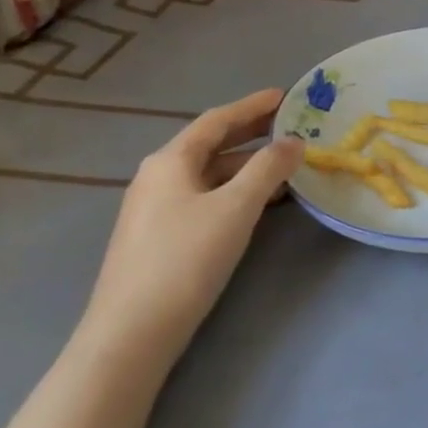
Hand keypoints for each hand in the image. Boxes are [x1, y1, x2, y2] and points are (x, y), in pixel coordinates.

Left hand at [79, 88, 302, 370]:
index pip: (217, 120)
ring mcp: (156, 208)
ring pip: (210, 173)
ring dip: (248, 165)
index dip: (253, 106)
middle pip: (211, 145)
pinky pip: (205, 197)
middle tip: (291, 125)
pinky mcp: (160, 236)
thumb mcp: (237, 207)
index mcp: (170, 161)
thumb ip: (268, 168)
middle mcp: (158, 176)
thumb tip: (293, 142)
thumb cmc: (186, 258)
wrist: (133, 331)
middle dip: (252, 133)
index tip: (285, 96)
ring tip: (286, 166)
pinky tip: (259, 202)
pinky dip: (236, 190)